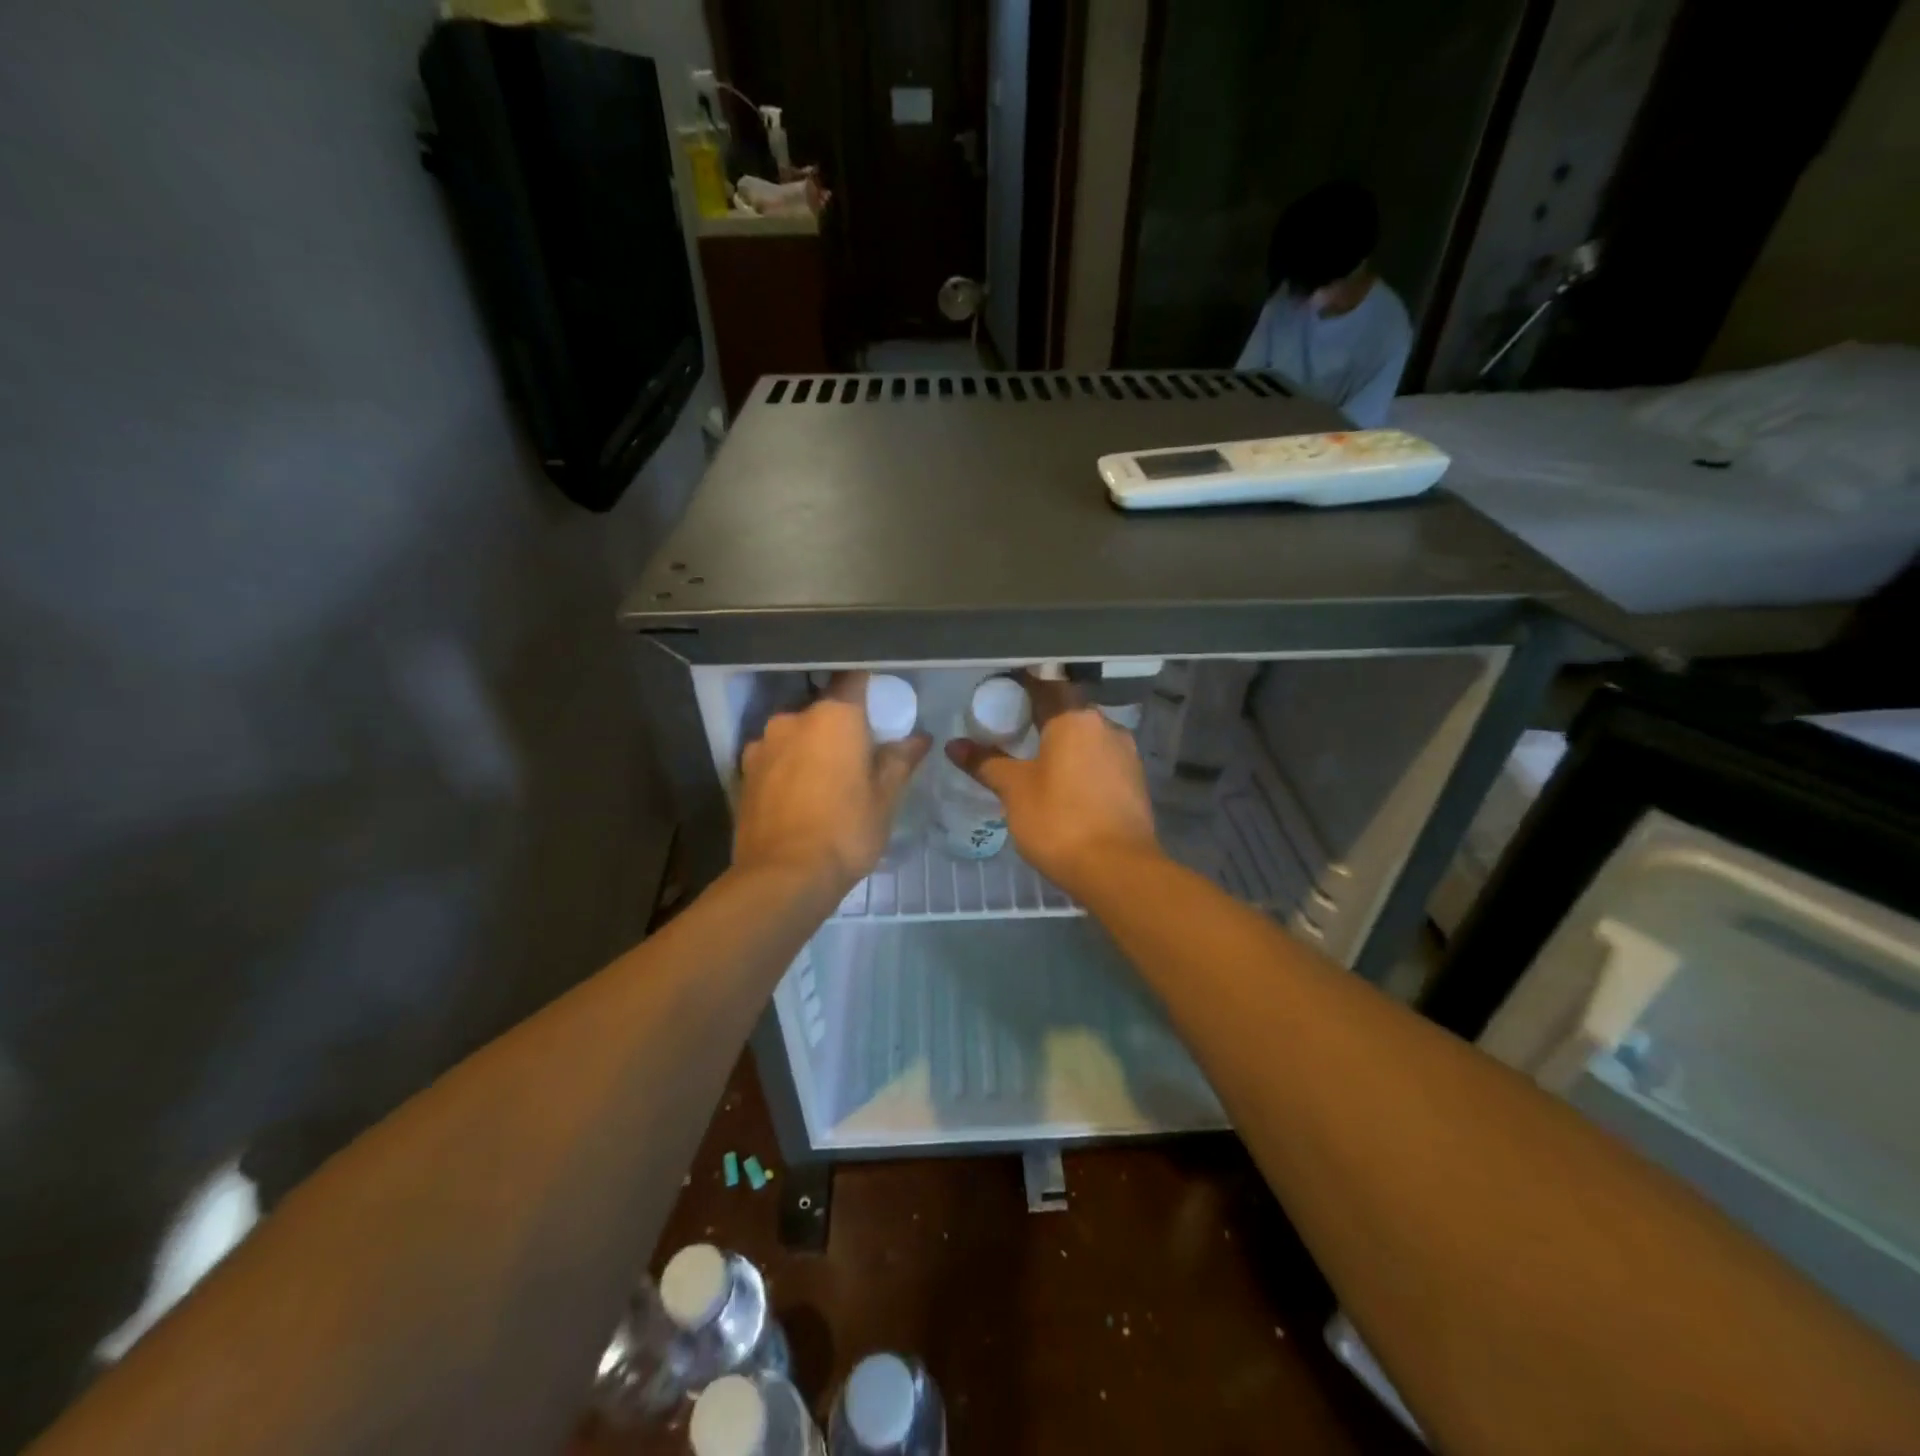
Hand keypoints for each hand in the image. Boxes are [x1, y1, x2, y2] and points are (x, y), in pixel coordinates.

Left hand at [735, 673, 930, 894]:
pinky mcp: (743, 772)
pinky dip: (787, 767)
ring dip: (810, 747)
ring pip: (795, 734)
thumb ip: (901, 760)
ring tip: (825, 780)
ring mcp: (762, 745)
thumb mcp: (886, 798)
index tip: (881, 703)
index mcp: (834, 716)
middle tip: (858, 754)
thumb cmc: (846, 830)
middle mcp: (793, 719)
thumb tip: (920, 738)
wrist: (783, 877)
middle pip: (823, 709)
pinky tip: (798, 796)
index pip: (854, 678)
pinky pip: (774, 757)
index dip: (869, 686)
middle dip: (840, 725)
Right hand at [946, 677, 1160, 899]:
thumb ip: (985, 763)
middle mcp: (1106, 725)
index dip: (1021, 686)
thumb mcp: (1014, 790)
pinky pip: (1100, 759)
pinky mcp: (1135, 781)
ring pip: (1087, 736)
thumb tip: (954, 745)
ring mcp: (1126, 754)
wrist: (1117, 870)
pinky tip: (1064, 781)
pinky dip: (1080, 762)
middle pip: (1069, 709)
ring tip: (1035, 756)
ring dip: (1064, 741)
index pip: (1045, 686)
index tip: (1000, 692)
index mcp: (1075, 718)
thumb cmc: (1059, 821)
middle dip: (1042, 715)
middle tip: (1011, 727)